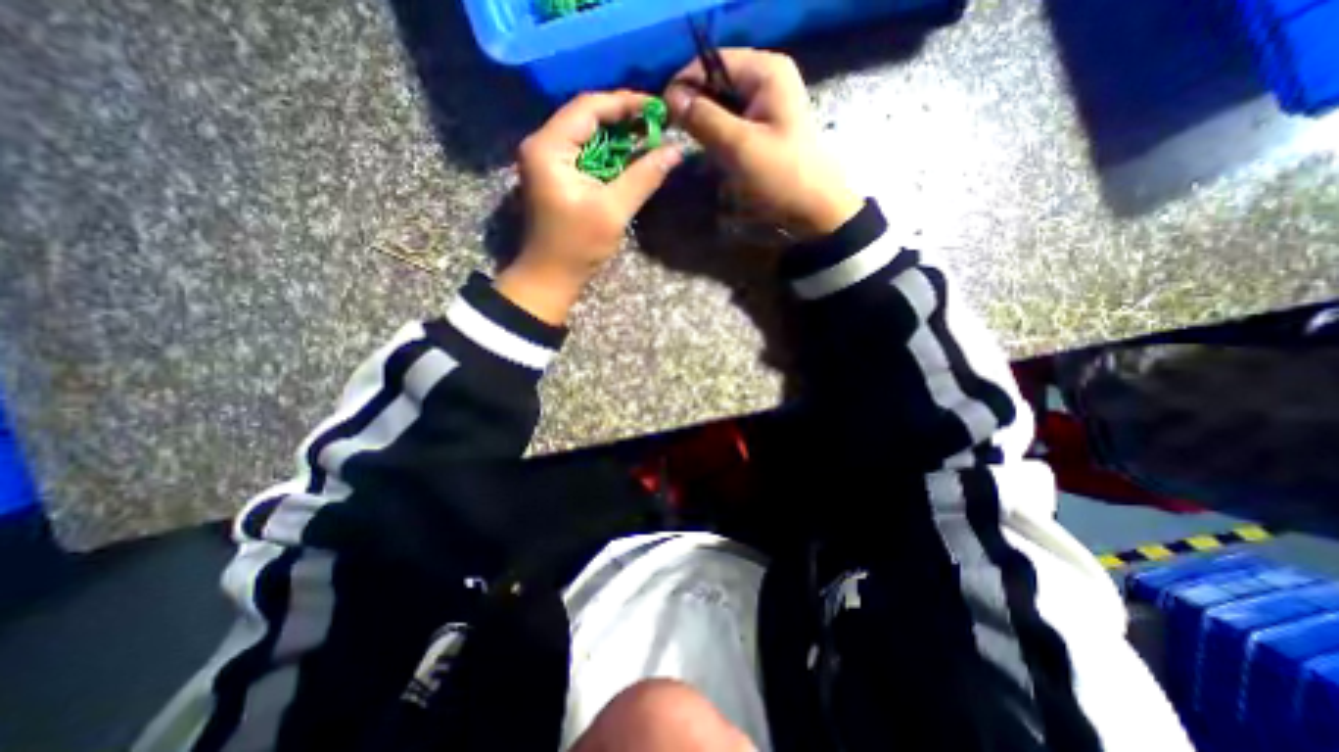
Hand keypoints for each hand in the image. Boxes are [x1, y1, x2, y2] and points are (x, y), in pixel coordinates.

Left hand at [496, 89, 681, 322]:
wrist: (551, 276)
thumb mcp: (613, 210)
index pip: (588, 108)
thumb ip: (643, 177)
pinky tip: (631, 156)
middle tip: (657, 121)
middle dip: (622, 117)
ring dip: (618, 135)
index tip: (657, 106)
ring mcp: (548, 160)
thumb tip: (675, 150)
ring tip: (649, 134)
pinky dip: (609, 153)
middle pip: (586, 117)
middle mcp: (543, 145)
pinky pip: (585, 153)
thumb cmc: (577, 246)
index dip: (624, 103)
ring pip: (587, 135)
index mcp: (549, 147)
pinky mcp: (556, 175)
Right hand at [662, 51, 862, 238]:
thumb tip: (671, 98)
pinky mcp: (765, 130)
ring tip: (701, 155)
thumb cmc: (780, 176)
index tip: (665, 114)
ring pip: (723, 109)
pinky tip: (717, 161)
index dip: (685, 84)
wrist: (814, 210)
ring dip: (708, 131)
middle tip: (681, 138)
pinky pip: (733, 128)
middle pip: (717, 85)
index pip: (712, 61)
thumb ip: (703, 118)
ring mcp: (767, 106)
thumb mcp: (738, 146)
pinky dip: (720, 142)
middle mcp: (767, 80)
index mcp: (766, 72)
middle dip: (697, 111)